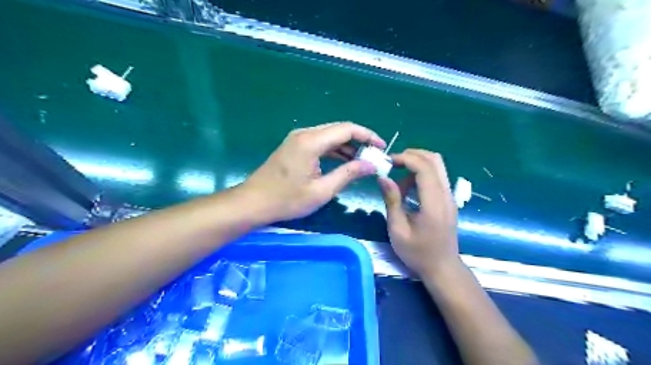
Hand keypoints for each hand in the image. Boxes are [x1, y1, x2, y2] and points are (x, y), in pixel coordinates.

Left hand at [244, 123, 384, 222]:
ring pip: (329, 135)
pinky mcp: (294, 146)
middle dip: (359, 140)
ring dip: (347, 146)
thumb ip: (348, 174)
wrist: (253, 202)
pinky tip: (344, 161)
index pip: (347, 129)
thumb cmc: (287, 200)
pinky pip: (320, 142)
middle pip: (339, 129)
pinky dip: (334, 150)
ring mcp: (297, 139)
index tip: (381, 147)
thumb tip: (371, 165)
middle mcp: (305, 133)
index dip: (367, 136)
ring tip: (363, 160)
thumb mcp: (322, 191)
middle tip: (374, 156)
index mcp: (311, 141)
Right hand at [380, 148, 458, 276]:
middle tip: (392, 164)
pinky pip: (436, 177)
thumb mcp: (398, 230)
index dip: (405, 159)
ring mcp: (449, 196)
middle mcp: (446, 195)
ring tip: (398, 182)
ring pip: (436, 166)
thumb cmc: (418, 253)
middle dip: (411, 155)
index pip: (424, 168)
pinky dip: (420, 175)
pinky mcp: (448, 200)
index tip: (388, 163)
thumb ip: (392, 201)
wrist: (442, 268)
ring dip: (416, 165)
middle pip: (434, 160)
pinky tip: (408, 190)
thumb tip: (383, 177)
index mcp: (434, 203)